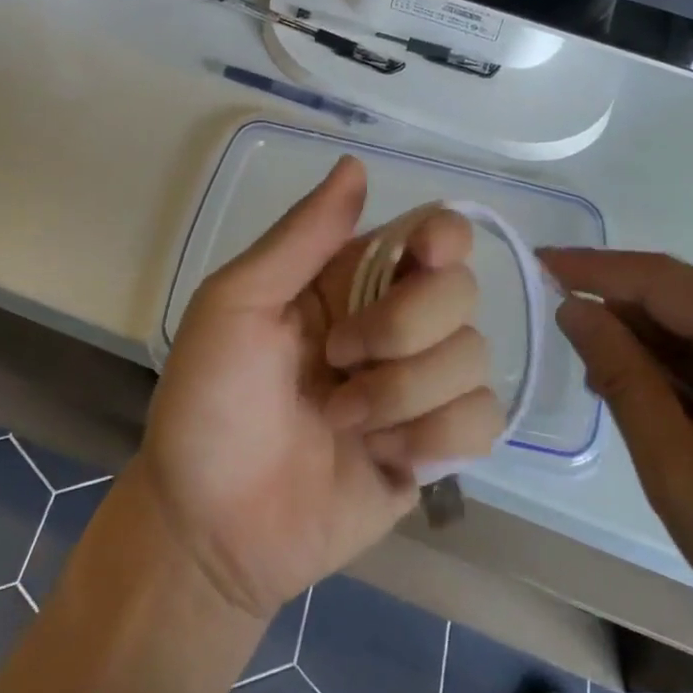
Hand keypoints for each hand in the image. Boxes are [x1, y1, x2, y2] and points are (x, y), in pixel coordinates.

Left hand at [140, 157, 504, 620]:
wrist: (210, 528)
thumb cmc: (209, 403)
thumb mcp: (235, 304)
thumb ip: (301, 237)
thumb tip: (356, 165)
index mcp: (351, 279)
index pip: (434, 233)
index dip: (443, 239)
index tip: (424, 260)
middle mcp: (396, 322)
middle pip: (461, 292)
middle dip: (402, 330)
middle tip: (338, 360)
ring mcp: (420, 386)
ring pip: (474, 358)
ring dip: (405, 394)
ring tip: (343, 422)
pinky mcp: (436, 448)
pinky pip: (482, 421)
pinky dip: (433, 439)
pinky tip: (384, 457)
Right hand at [542, 248, 692, 692]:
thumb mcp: (676, 468)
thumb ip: (621, 375)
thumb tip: (573, 308)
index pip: (663, 279)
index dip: (594, 269)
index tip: (538, 262)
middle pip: (686, 295)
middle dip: (623, 314)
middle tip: (569, 347)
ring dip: (654, 343)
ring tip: (610, 384)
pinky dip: (688, 363)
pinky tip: (662, 398)